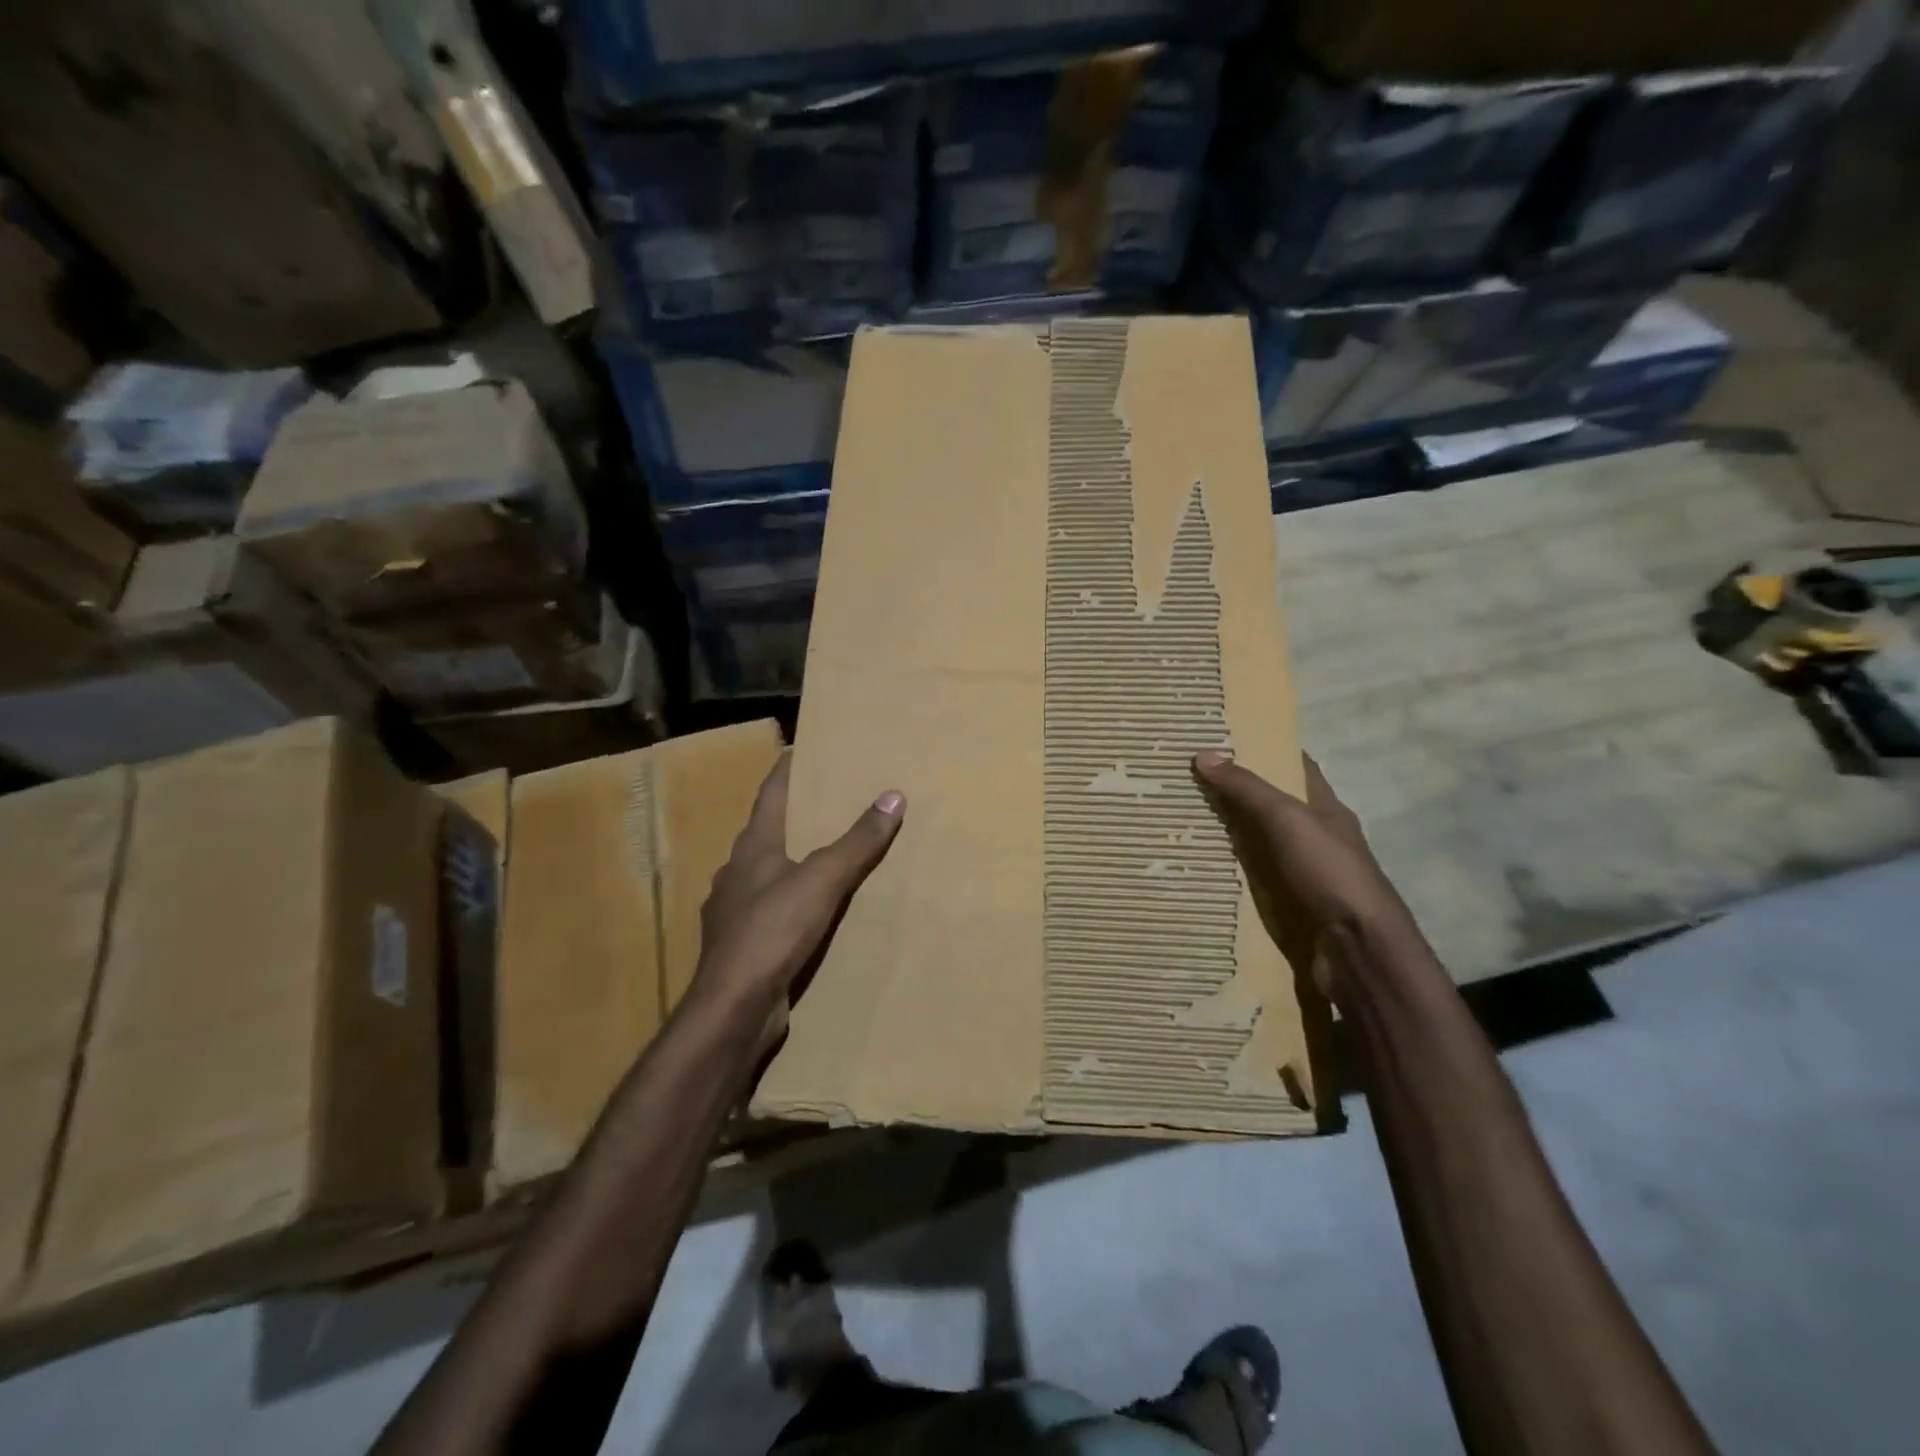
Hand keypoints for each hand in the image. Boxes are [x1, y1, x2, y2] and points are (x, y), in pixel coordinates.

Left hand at [692, 753, 904, 1050]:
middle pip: (765, 832)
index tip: (800, 749)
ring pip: (764, 873)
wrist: (733, 1007)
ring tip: (822, 856)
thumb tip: (893, 795)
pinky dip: (787, 901)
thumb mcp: (823, 880)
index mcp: (752, 848)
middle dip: (792, 816)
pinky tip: (806, 912)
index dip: (786, 770)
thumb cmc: (773, 931)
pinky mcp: (740, 945)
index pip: (770, 794)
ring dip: (788, 861)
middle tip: (825, 801)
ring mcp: (732, 911)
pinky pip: (767, 910)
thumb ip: (857, 841)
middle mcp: (736, 873)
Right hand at [1192, 750, 1421, 995]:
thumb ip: (1247, 789)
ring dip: (1226, 836)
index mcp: (1325, 809)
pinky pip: (1252, 881)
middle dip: (1234, 794)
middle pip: (1271, 807)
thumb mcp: (1287, 819)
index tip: (1224, 738)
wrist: (1358, 949)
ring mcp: (1303, 874)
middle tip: (1186, 780)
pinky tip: (1197, 869)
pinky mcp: (1290, 906)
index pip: (1296, 768)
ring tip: (1179, 821)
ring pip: (1258, 845)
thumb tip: (1203, 754)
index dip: (1265, 750)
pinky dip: (1228, 874)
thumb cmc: (1330, 872)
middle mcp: (1315, 838)